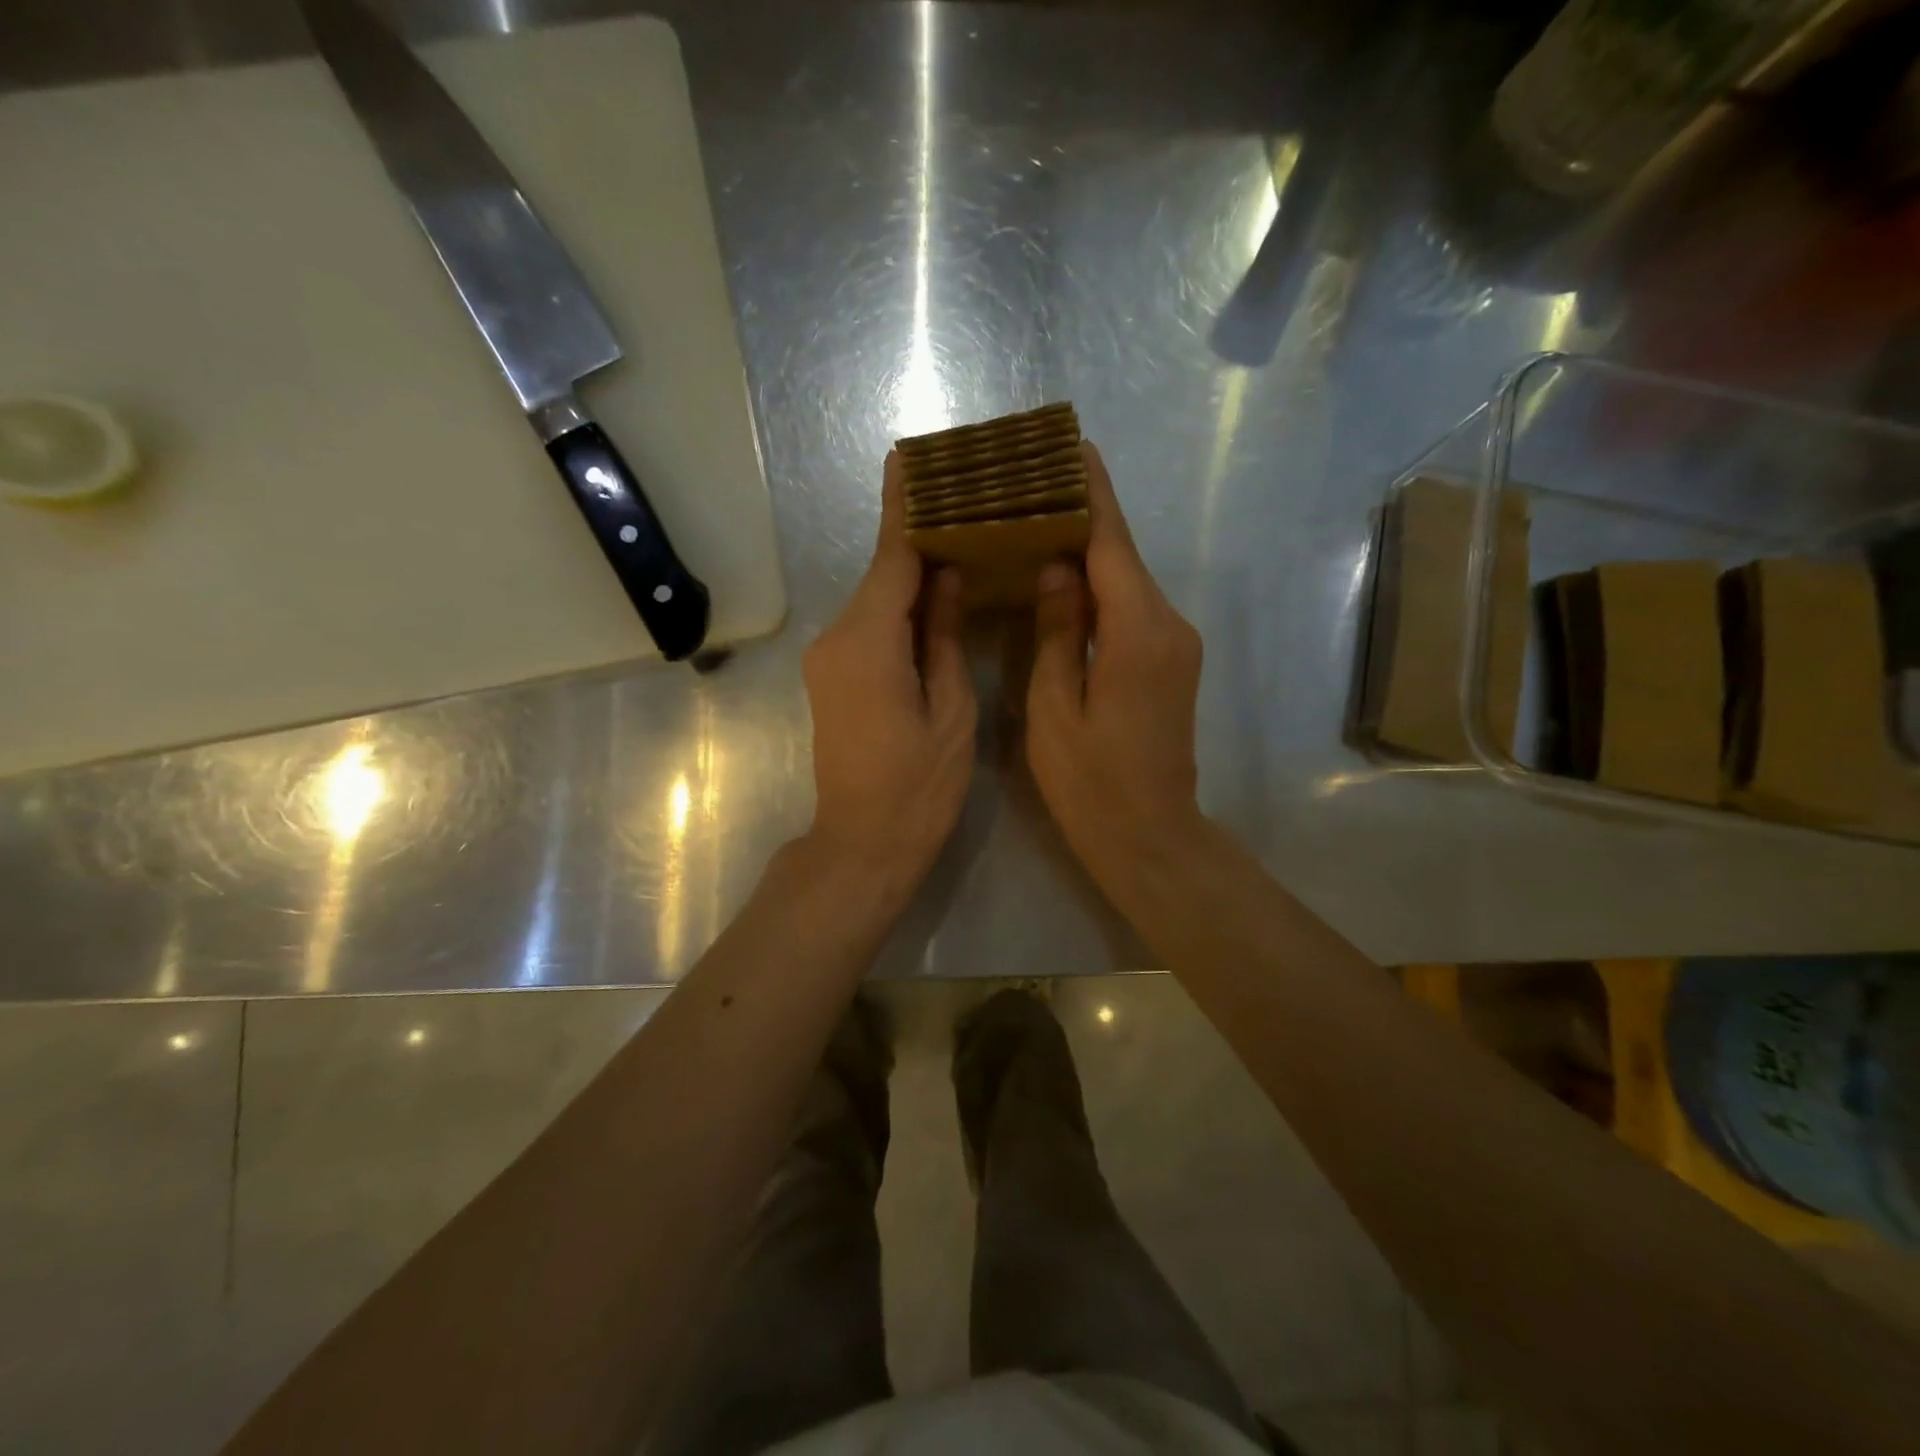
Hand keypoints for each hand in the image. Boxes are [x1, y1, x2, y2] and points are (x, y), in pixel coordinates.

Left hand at [801, 451, 976, 898]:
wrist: (862, 845)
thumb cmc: (918, 786)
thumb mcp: (951, 710)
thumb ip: (944, 636)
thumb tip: (945, 577)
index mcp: (869, 641)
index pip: (891, 557)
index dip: (905, 508)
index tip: (911, 458)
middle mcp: (837, 638)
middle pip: (883, 576)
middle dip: (918, 540)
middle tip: (964, 505)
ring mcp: (828, 660)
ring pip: (877, 603)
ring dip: (912, 578)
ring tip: (960, 547)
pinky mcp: (831, 679)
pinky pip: (869, 629)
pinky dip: (900, 611)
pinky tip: (934, 602)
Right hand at [1027, 442, 1206, 897]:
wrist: (1151, 837)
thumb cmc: (1092, 783)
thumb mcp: (1056, 709)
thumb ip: (1057, 632)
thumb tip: (1055, 568)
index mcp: (1139, 632)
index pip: (1112, 543)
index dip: (1092, 492)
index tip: (1071, 446)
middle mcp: (1169, 625)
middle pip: (1123, 555)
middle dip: (1083, 516)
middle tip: (1032, 486)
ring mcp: (1177, 645)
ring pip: (1128, 582)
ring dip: (1089, 553)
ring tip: (1038, 523)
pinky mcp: (1172, 663)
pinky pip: (1133, 609)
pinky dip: (1101, 588)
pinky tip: (1064, 582)